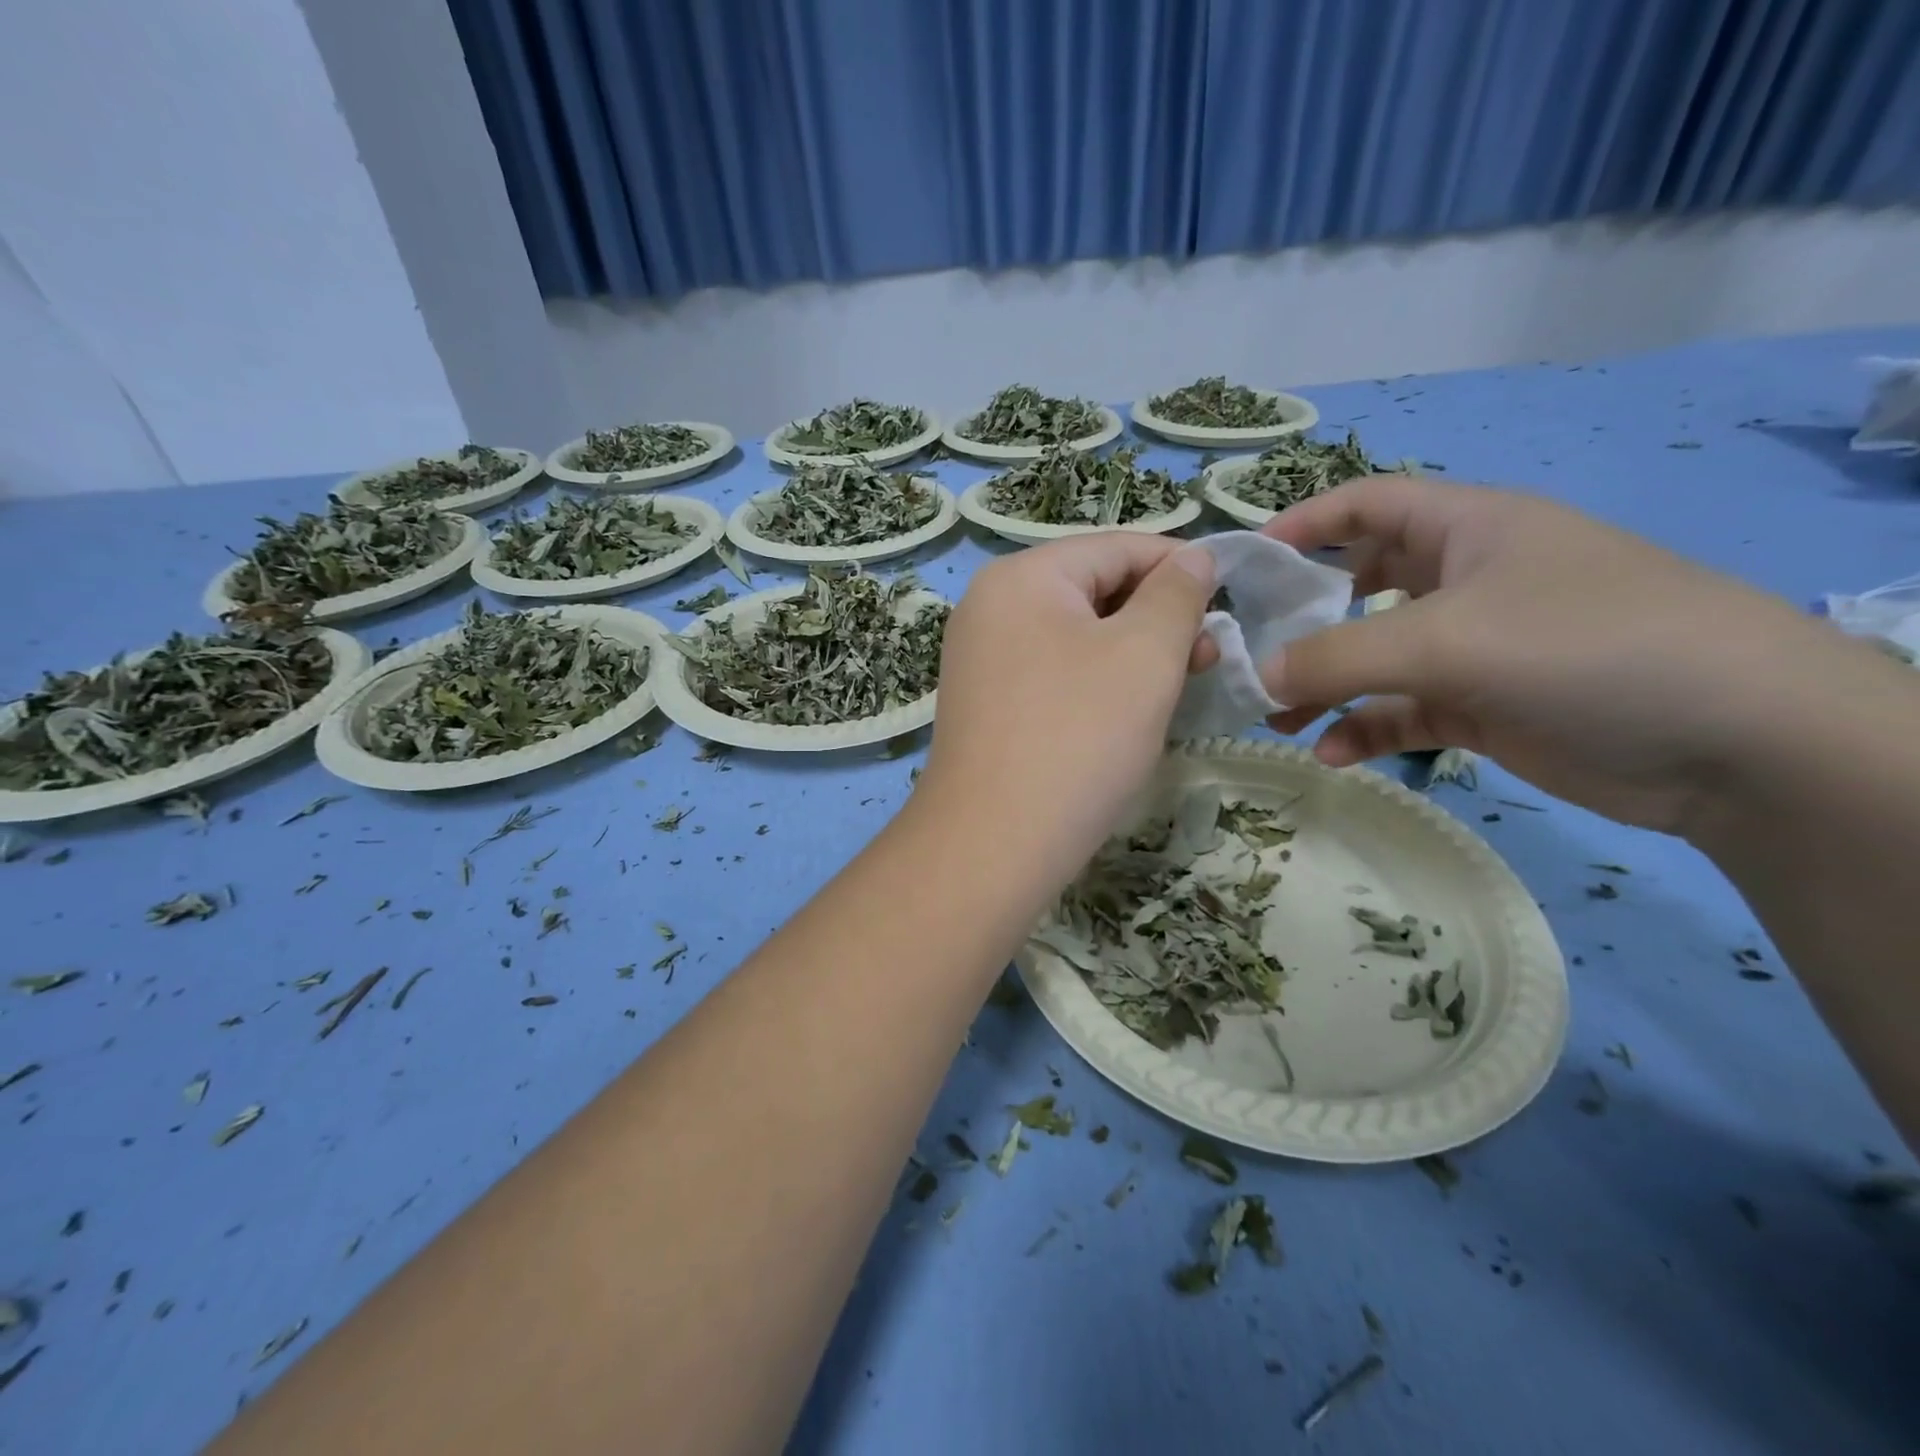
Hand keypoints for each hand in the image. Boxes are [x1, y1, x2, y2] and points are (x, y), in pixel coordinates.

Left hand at [919, 533, 1215, 880]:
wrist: (993, 842)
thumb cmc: (1079, 736)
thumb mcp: (1145, 654)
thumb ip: (1176, 595)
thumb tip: (1192, 557)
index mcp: (1021, 577)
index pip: (1116, 547)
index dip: (1180, 566)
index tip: (1229, 601)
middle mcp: (990, 607)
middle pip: (1092, 589)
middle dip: (1156, 616)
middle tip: (1207, 659)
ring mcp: (981, 659)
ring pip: (1075, 636)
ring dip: (1131, 653)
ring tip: (1177, 687)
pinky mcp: (986, 704)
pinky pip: (1052, 673)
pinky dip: (1096, 682)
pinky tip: (1127, 712)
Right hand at [1259, 475, 1856, 835]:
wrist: (1738, 742)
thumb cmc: (1584, 648)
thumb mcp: (1445, 640)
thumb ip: (1336, 658)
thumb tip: (1255, 676)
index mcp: (1467, 529)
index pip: (1368, 505)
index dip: (1305, 522)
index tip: (1244, 562)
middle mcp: (1467, 580)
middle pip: (1360, 586)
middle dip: (1303, 620)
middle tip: (1248, 653)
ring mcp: (1477, 647)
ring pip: (1376, 658)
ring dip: (1324, 687)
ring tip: (1274, 721)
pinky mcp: (1486, 706)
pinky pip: (1403, 711)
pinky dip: (1365, 728)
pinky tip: (1334, 754)